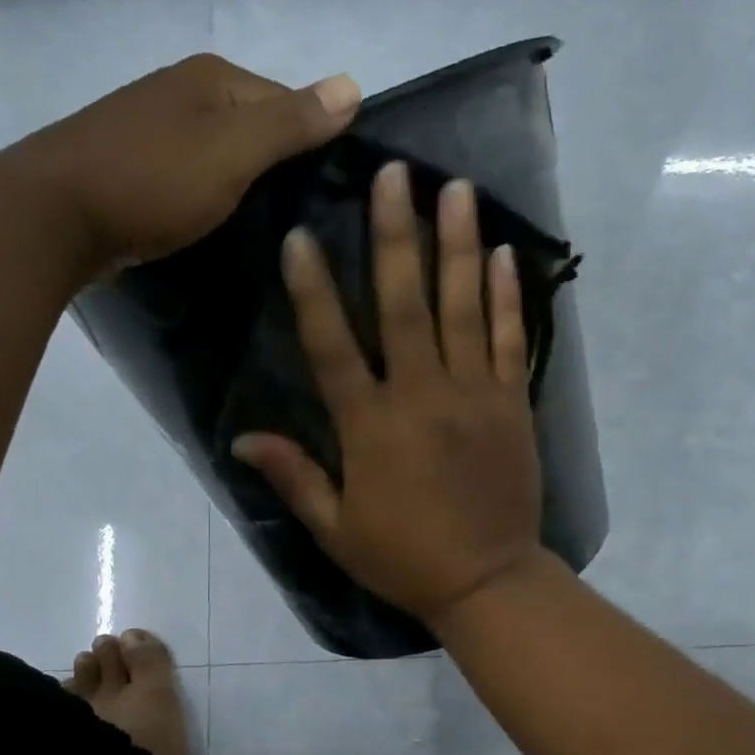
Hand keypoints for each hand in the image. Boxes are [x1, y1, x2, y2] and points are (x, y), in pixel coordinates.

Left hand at [0, 53, 362, 276]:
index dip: (315, 146)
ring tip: (271, 232)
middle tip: (306, 223)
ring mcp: (154, 129)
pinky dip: (212, 199)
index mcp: (212, 78)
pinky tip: (220, 227)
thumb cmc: (151, 181)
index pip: (289, 103)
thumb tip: (354, 85)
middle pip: (255, 128)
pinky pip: (193, 178)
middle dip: (281, 169)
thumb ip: (290, 122)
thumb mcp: (232, 151)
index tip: (332, 198)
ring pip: (223, 156)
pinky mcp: (135, 168)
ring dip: (247, 188)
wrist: (54, 218)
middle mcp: (183, 92)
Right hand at [232, 161, 545, 626]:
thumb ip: (294, 477)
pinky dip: (506, 296)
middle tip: (393, 173)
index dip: (313, 290)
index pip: (333, 346)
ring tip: (454, 188)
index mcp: (371, 427)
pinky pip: (511, 340)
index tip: (300, 235)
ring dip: (457, 245)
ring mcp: (474, 395)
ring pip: (464, 309)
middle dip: (395, 236)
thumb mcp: (336, 528)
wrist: (488, 581)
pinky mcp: (513, 404)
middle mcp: (422, 396)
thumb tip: (241, 439)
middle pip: (405, 305)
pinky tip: (502, 253)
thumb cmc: (404, 557)